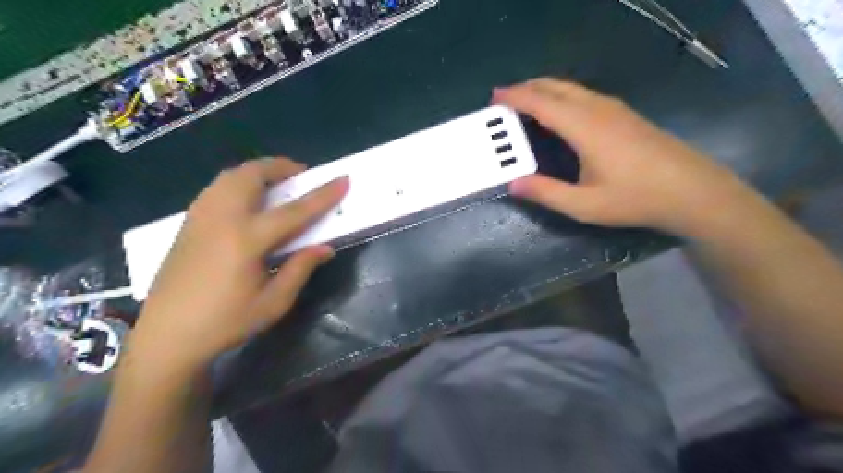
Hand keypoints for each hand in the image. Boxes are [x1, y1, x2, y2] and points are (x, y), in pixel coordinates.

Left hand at [131, 158, 349, 369]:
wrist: (166, 337)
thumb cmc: (225, 323)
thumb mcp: (273, 302)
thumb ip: (300, 269)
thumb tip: (325, 248)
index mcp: (246, 241)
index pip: (294, 211)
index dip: (322, 195)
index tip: (343, 179)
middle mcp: (221, 220)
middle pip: (251, 176)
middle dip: (280, 167)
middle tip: (301, 174)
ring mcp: (200, 219)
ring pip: (229, 177)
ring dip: (257, 171)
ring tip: (276, 182)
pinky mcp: (187, 225)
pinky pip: (216, 188)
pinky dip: (237, 182)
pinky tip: (247, 200)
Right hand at [492, 79, 754, 237]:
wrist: (693, 191)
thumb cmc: (635, 199)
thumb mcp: (584, 205)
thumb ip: (545, 193)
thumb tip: (513, 184)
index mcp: (584, 127)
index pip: (541, 102)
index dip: (516, 97)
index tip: (494, 98)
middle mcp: (598, 109)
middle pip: (556, 86)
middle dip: (527, 88)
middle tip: (504, 99)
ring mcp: (614, 109)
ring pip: (571, 88)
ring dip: (544, 90)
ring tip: (525, 103)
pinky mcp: (624, 115)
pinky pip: (584, 95)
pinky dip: (561, 96)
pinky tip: (559, 112)